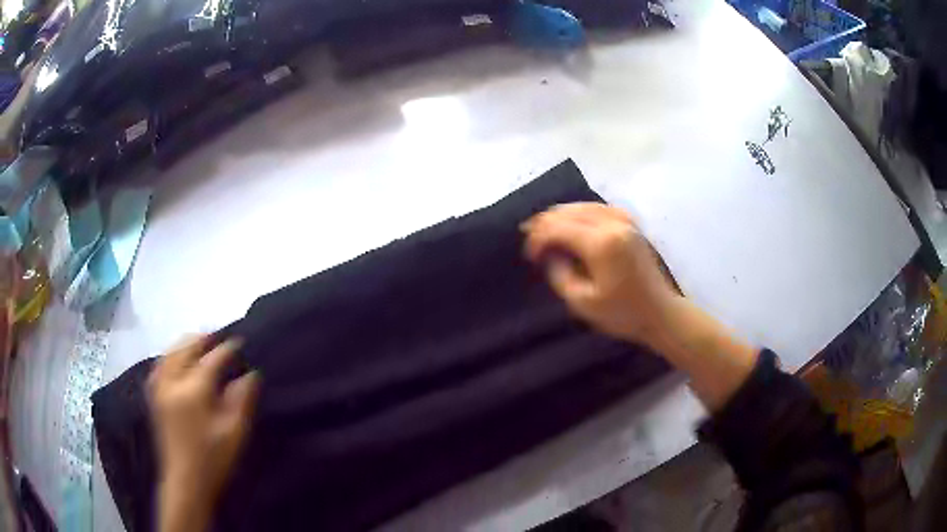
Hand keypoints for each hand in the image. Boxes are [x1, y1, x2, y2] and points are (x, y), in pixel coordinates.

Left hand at [148, 335, 259, 531]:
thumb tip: (250, 375)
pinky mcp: (154, 397)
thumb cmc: (213, 459)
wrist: (185, 481)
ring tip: (199, 343)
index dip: (226, 349)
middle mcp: (172, 383)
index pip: (211, 360)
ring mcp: (159, 389)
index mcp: (193, 391)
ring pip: (169, 353)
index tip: (239, 342)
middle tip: (218, 337)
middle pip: (185, 348)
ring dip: (185, 344)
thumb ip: (241, 400)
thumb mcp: (235, 433)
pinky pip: (159, 365)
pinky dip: (170, 356)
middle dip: (202, 339)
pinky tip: (176, 359)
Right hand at [522, 202, 678, 348]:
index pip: (558, 229)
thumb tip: (550, 255)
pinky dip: (580, 211)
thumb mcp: (582, 303)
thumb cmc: (622, 313)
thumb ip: (560, 275)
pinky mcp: (630, 223)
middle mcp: (612, 224)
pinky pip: (598, 207)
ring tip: (544, 226)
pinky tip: (572, 219)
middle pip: (568, 212)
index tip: (530, 256)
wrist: (660, 312)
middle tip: (528, 236)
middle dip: (545, 223)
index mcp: (601, 243)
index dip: (538, 239)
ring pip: (582, 205)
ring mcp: (624, 220)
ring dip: (560, 215)